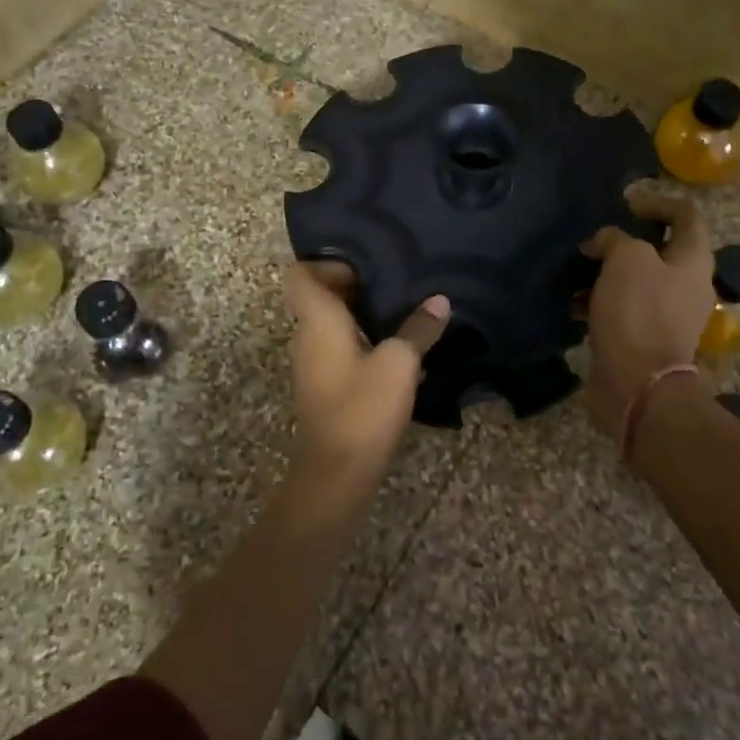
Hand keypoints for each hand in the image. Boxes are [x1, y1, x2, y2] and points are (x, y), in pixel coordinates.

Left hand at [284, 261, 450, 479]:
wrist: (336, 475)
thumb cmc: (362, 409)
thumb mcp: (400, 364)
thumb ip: (419, 329)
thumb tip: (439, 301)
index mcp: (317, 320)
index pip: (300, 274)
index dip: (327, 263)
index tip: (365, 268)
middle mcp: (307, 336)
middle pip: (319, 296)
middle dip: (354, 286)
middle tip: (395, 283)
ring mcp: (312, 364)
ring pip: (330, 324)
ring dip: (360, 316)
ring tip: (401, 311)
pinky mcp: (323, 387)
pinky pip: (338, 349)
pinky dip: (361, 341)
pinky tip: (396, 351)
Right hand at [580, 193, 714, 446]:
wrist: (638, 384)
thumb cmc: (638, 311)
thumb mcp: (626, 258)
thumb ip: (615, 238)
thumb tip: (603, 243)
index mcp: (693, 261)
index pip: (686, 215)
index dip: (657, 202)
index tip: (624, 206)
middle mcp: (686, 285)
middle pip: (658, 250)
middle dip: (623, 243)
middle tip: (593, 242)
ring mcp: (666, 315)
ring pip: (635, 282)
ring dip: (605, 274)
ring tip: (574, 275)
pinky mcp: (643, 339)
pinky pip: (621, 310)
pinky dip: (598, 303)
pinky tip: (573, 307)